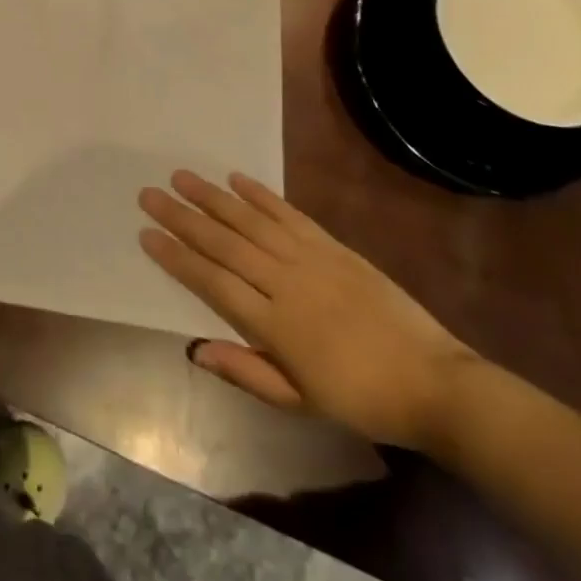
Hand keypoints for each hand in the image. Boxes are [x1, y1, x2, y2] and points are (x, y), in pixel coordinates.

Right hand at [139, 171, 476, 450]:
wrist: (433, 382)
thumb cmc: (360, 399)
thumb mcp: (300, 402)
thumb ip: (246, 372)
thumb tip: (195, 349)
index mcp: (274, 325)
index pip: (213, 283)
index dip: (177, 257)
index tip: (147, 234)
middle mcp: (285, 283)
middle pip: (224, 244)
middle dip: (183, 217)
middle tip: (150, 194)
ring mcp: (311, 259)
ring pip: (251, 222)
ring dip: (213, 197)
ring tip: (182, 177)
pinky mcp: (333, 246)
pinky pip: (290, 215)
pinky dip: (262, 195)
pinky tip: (237, 179)